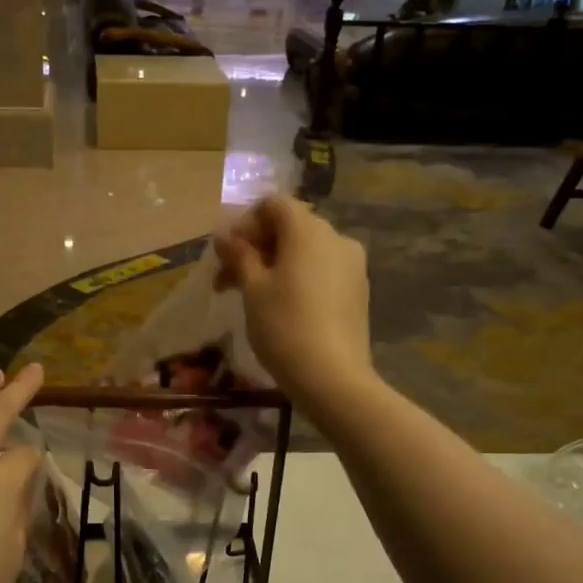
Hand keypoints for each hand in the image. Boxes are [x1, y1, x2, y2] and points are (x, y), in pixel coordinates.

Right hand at [213, 195, 371, 413]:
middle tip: (227, 280)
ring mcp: (352, 265)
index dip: (245, 223)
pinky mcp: (358, 290)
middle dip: (255, 247)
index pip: (273, 204)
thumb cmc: (284, 326)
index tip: (226, 255)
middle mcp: (336, 237)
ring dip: (274, 264)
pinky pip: (322, 270)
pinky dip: (297, 277)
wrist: (333, 378)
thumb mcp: (252, 289)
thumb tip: (224, 235)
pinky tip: (282, 307)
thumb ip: (239, 255)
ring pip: (305, 251)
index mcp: (308, 230)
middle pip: (289, 227)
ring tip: (250, 296)